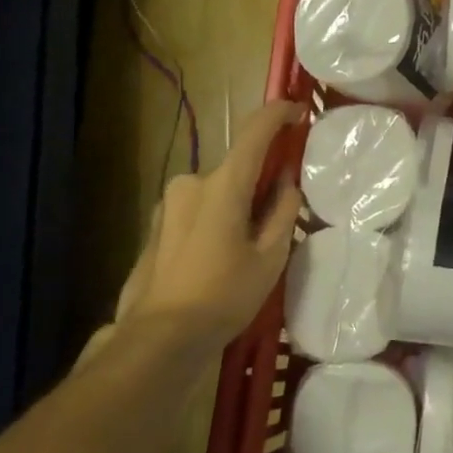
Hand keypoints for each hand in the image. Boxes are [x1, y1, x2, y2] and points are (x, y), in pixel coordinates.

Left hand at [113, 100, 304, 346]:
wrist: (157, 340)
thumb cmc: (223, 296)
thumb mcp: (270, 257)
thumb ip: (282, 211)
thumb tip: (286, 183)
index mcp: (222, 184)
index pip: (255, 132)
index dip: (279, 114)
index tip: (297, 112)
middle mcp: (191, 183)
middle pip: (236, 169)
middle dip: (258, 182)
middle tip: (276, 216)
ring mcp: (168, 205)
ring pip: (215, 192)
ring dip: (234, 205)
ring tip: (245, 249)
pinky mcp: (155, 227)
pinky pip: (195, 211)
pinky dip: (214, 221)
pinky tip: (217, 260)